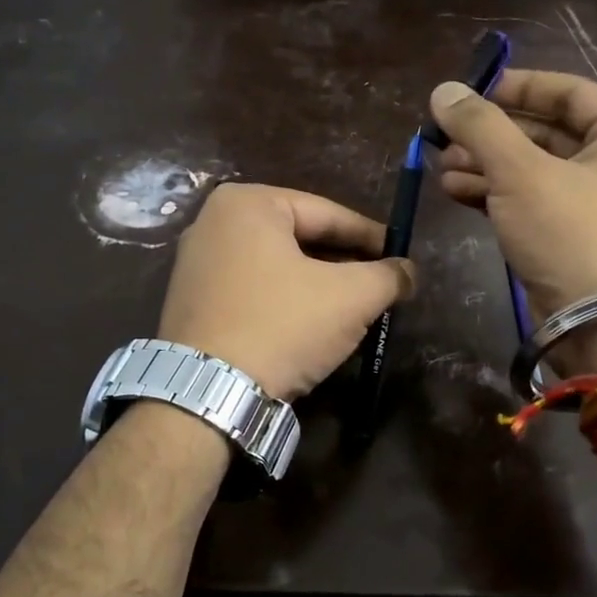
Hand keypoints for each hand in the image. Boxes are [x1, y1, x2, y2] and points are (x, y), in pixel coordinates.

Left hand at [157, 183, 414, 401]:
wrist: (208, 394)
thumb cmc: (282, 327)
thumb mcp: (351, 298)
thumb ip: (387, 276)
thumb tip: (408, 271)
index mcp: (248, 203)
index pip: (327, 213)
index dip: (371, 236)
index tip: (400, 255)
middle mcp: (212, 222)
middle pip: (299, 238)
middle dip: (342, 262)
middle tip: (378, 284)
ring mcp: (194, 263)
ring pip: (275, 266)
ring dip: (315, 284)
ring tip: (350, 308)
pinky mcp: (189, 302)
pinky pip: (251, 289)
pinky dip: (283, 301)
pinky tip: (307, 324)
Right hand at [429, 70, 596, 374]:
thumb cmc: (573, 235)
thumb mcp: (522, 173)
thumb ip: (481, 127)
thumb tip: (443, 90)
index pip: (569, 91)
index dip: (516, 87)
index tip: (470, 91)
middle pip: (547, 132)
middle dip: (492, 136)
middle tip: (445, 138)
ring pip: (536, 170)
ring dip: (488, 166)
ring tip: (442, 169)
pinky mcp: (577, 238)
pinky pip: (535, 202)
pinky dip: (498, 196)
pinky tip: (457, 192)